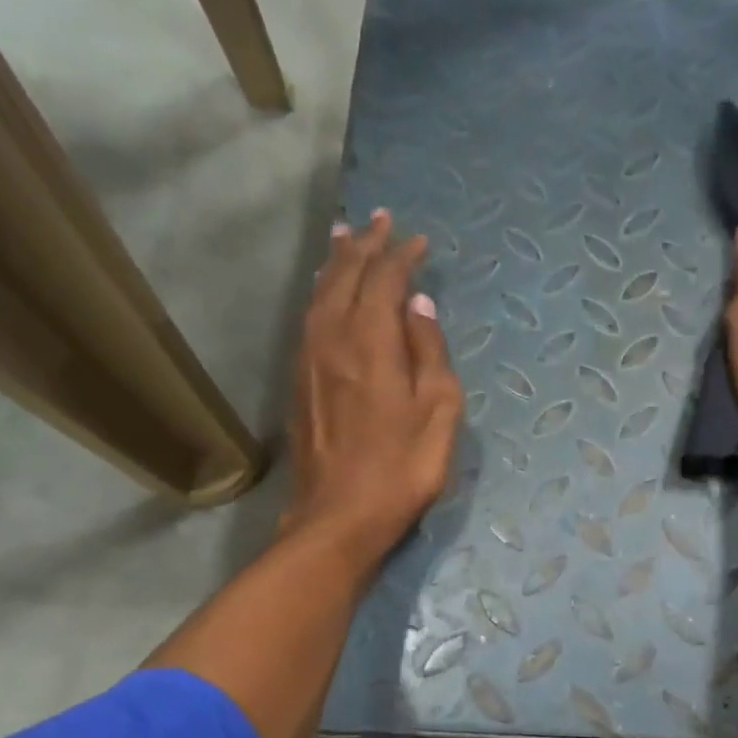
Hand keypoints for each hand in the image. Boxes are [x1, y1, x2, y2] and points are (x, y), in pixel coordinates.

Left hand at [285, 209, 462, 565]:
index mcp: (371, 343)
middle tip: (380, 219)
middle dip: (365, 245)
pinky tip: (326, 293)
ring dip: (337, 263)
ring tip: (346, 238)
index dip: (401, 256)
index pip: (384, 281)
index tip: (418, 241)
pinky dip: (321, 293)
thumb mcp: (438, 413)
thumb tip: (419, 305)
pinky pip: (309, 318)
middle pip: (345, 277)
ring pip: (320, 294)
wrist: (338, 517)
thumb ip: (430, 352)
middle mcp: (333, 339)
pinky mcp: (300, 382)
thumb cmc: (401, 469)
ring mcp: (310, 360)